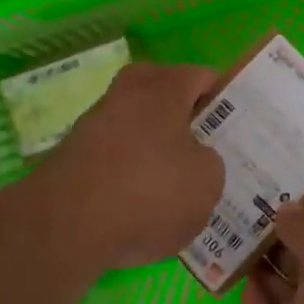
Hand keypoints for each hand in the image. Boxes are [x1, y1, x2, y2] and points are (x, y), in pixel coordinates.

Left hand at [37, 62, 224, 269]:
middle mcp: (128, 92)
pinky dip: (131, 174)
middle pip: (168, 98)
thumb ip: (211, 163)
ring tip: (177, 190)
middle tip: (209, 154)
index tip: (239, 128)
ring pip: (141, 128)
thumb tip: (194, 159)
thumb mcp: (207, 183)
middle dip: (188, 122)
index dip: (226, 100)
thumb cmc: (148, 192)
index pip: (204, 76)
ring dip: (157, 150)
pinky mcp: (74, 155)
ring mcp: (96, 122)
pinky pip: (117, 156)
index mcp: (164, 85)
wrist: (64, 226)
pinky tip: (142, 208)